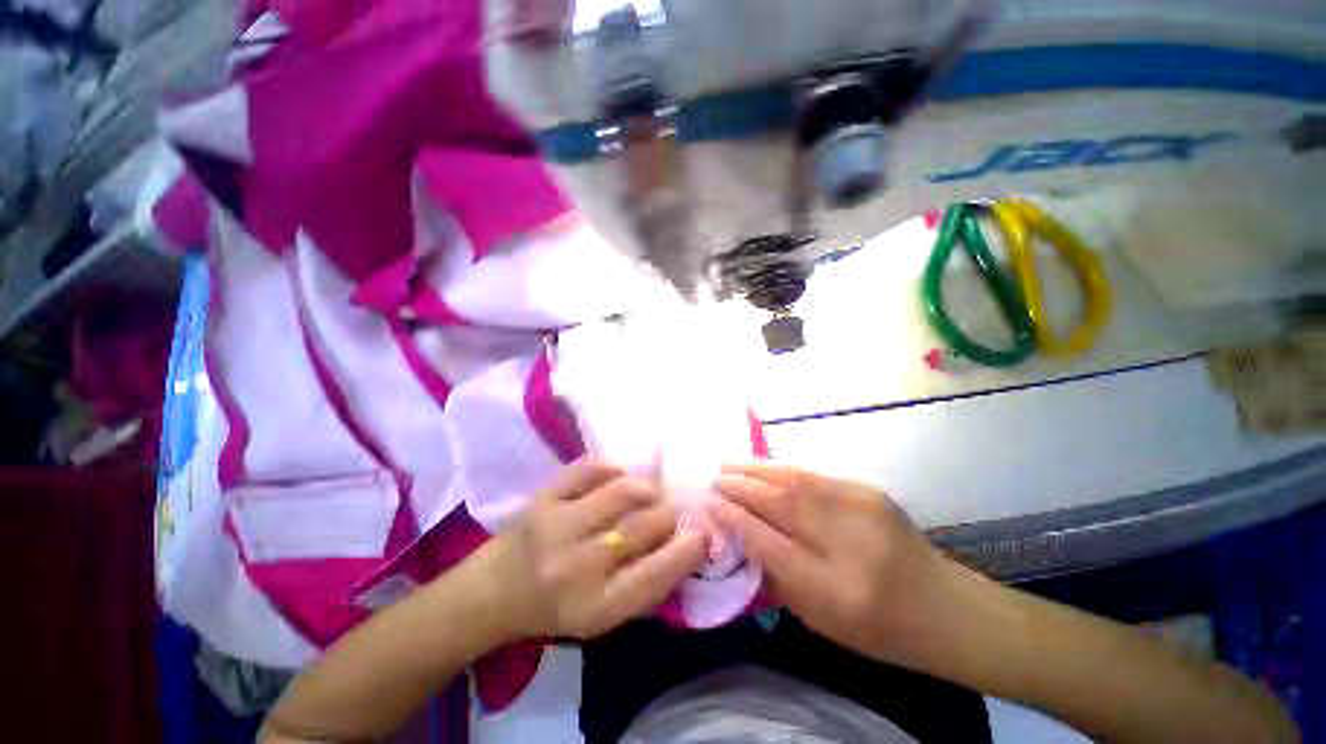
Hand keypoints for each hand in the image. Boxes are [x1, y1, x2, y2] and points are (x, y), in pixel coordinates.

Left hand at [491, 459, 709, 639]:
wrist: (493, 591)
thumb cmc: (556, 608)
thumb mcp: (605, 616)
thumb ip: (647, 583)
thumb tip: (688, 542)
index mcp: (595, 607)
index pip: (656, 574)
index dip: (688, 549)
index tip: (704, 532)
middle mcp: (576, 565)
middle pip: (644, 525)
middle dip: (669, 514)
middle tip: (670, 511)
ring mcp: (556, 524)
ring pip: (623, 490)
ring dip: (646, 489)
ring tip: (648, 493)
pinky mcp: (543, 496)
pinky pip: (592, 467)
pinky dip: (614, 468)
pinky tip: (617, 478)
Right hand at [712, 464, 953, 664]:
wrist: (945, 608)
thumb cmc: (877, 628)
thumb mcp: (820, 619)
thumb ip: (776, 576)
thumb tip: (739, 534)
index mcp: (832, 588)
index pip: (768, 541)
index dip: (734, 518)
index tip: (709, 503)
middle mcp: (846, 542)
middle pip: (779, 504)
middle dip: (739, 487)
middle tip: (713, 478)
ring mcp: (861, 509)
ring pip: (793, 481)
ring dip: (755, 470)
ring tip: (728, 465)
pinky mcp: (868, 491)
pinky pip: (814, 475)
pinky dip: (781, 470)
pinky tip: (762, 467)